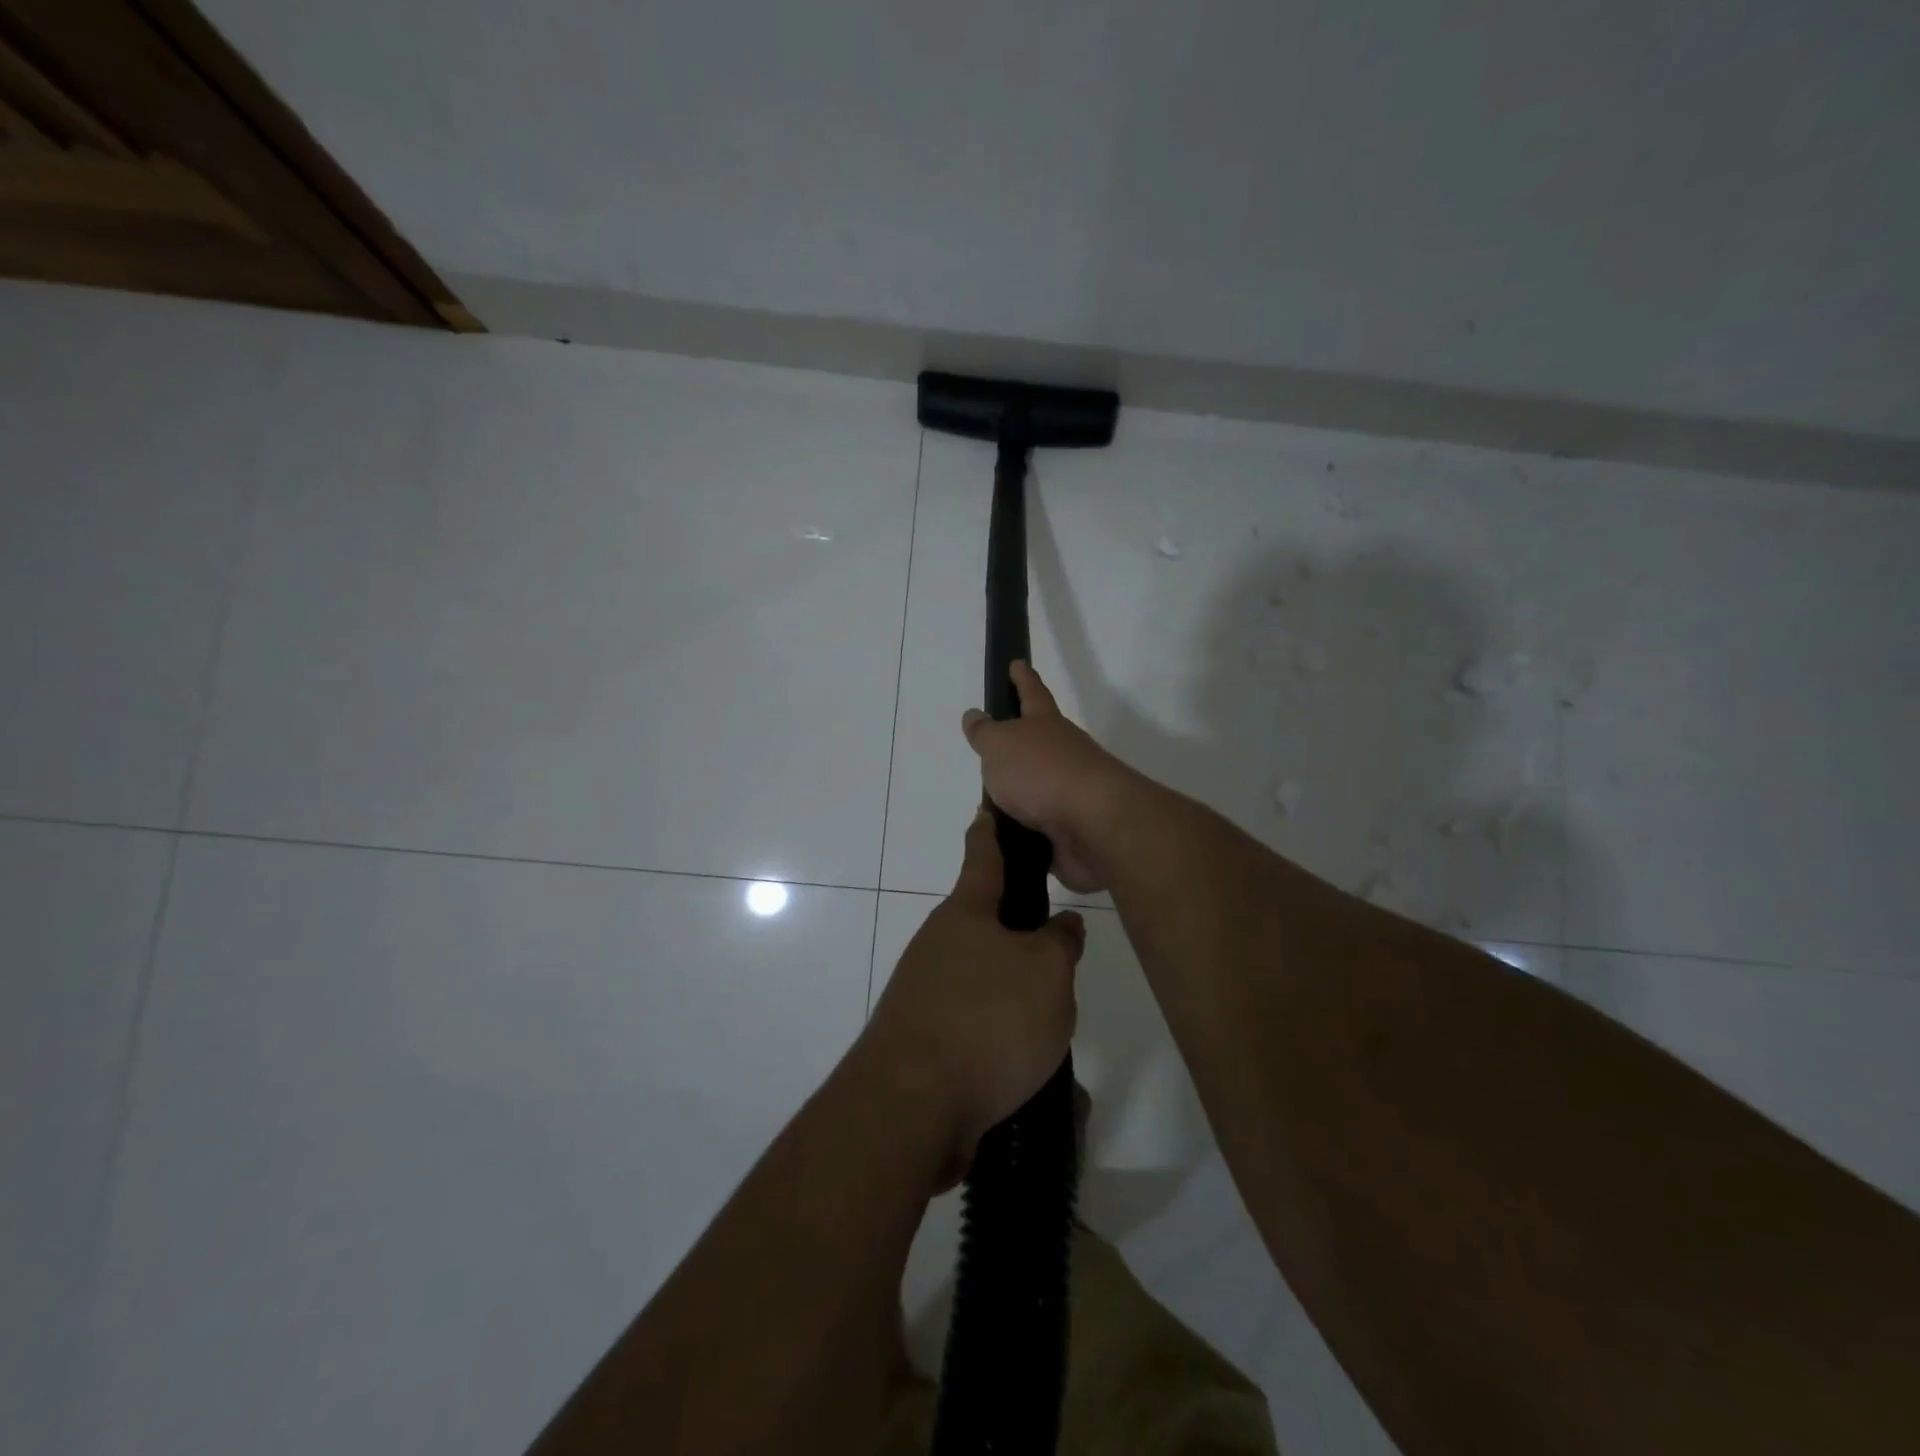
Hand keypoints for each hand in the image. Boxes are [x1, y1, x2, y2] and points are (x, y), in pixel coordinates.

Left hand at [860, 809, 1086, 1176]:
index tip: (989, 807)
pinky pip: (976, 1029)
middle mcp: (939, 946)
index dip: (991, 830)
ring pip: (986, 983)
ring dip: (1018, 999)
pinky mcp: (925, 1042)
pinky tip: (1031, 1069)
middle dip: (1022, 938)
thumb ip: (1061, 943)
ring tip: (1056, 1027)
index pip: (982, 856)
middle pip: (987, 927)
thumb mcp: (1047, 973)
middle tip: (1063, 957)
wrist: (909, 1107)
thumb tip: (1062, 925)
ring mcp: (926, 994)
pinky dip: (1004, 1042)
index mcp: (966, 914)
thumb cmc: (986, 1020)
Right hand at [961, 661, 1131, 893]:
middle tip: (994, 748)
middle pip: (1040, 742)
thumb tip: (974, 715)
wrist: (1094, 824)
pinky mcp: (1072, 828)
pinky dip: (1024, 830)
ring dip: (1019, 794)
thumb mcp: (1000, 745)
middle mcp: (1063, 753)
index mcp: (1045, 725)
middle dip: (1020, 744)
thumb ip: (985, 732)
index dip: (1022, 678)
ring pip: (1039, 787)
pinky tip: (1006, 839)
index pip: (1031, 693)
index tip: (1017, 664)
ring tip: (990, 804)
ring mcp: (1071, 791)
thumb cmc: (1042, 772)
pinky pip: (1041, 826)